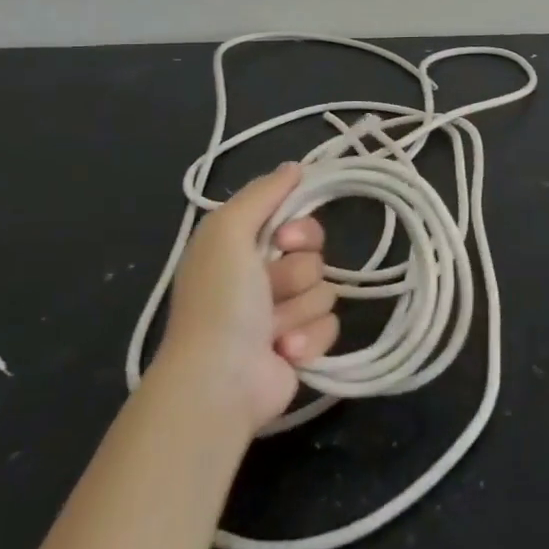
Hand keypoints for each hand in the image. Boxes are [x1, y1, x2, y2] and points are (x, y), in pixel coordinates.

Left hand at [160, 162, 340, 431]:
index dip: (299, 228)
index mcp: (240, 248)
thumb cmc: (220, 301)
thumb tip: (295, 166)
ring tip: (271, 331)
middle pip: (314, 255)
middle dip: (297, 272)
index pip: (294, 219)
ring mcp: (282, 315)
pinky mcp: (301, 347)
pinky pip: (330, 325)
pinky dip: (307, 339)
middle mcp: (260, 278)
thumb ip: (261, 193)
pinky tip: (282, 353)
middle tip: (272, 288)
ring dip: (298, 310)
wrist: (219, 382)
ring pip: (323, 290)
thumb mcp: (228, 232)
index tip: (285, 239)